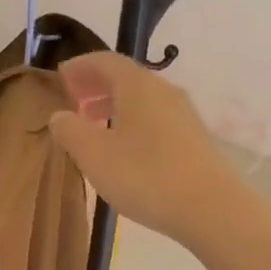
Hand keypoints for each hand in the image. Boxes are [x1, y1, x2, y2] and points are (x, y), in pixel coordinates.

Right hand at [47, 52, 243, 245]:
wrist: (211, 208)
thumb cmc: (145, 175)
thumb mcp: (94, 155)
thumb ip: (70, 131)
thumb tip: (59, 115)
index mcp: (137, 85)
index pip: (105, 61)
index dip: (80, 66)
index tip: (61, 77)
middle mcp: (163, 90)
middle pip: (126, 78)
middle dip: (97, 86)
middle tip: (74, 100)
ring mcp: (184, 114)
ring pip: (143, 99)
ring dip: (115, 105)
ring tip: (95, 126)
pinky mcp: (195, 139)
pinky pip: (156, 118)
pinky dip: (134, 122)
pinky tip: (126, 149)